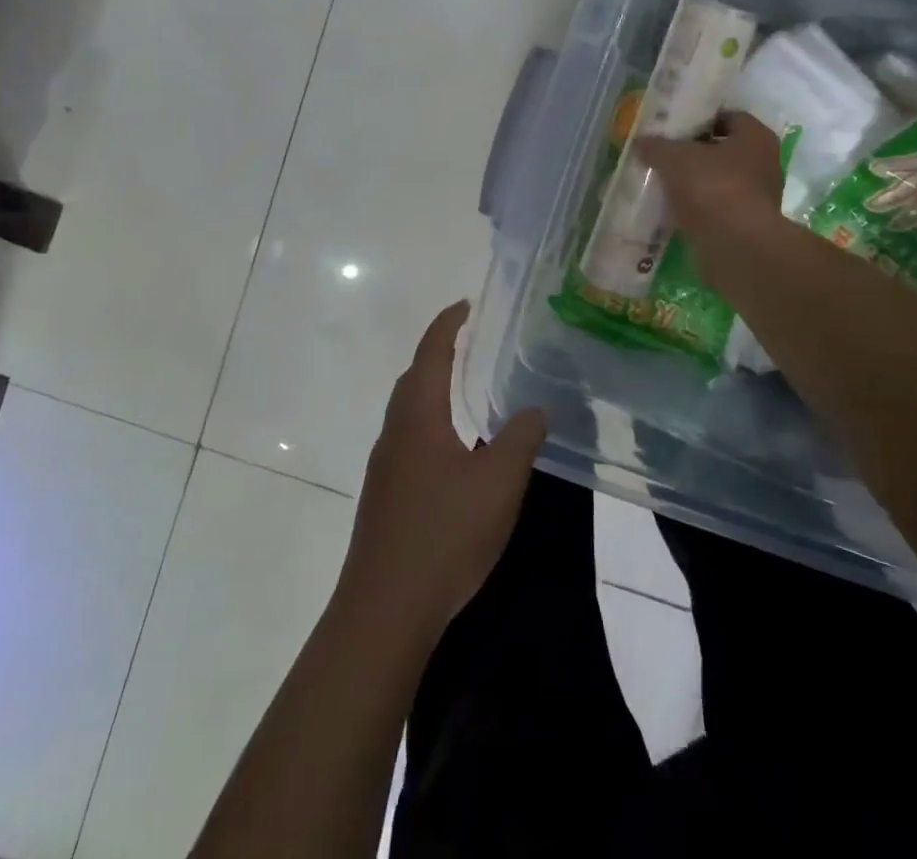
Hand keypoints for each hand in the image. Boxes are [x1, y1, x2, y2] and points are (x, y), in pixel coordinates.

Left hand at [340, 301, 546, 642]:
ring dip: (431, 391)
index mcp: (418, 417)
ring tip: (465, 391)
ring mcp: (384, 468)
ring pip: (407, 413)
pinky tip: (453, 451)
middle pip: (412, 379)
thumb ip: (520, 438)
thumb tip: (533, 408)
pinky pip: (408, 441)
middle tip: (469, 342)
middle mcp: (394, 434)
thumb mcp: (499, 482)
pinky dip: (429, 424)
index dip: (447, 325)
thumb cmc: (444, 534)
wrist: (384, 611)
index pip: (430, 354)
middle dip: (437, 354)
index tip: (465, 305)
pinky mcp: (384, 499)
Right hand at [635, 111, 784, 282]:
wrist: (736, 247)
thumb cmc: (713, 188)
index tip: (674, 126)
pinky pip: (716, 208)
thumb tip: (640, 141)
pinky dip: (697, 208)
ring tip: (662, 182)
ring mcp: (757, 198)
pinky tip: (671, 209)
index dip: (700, 118)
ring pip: (718, 181)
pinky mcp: (745, 226)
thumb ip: (657, 146)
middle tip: (663, 153)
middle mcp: (764, 164)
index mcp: (756, 137)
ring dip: (694, 182)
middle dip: (694, 152)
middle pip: (723, 150)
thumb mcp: (676, 159)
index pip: (728, 116)